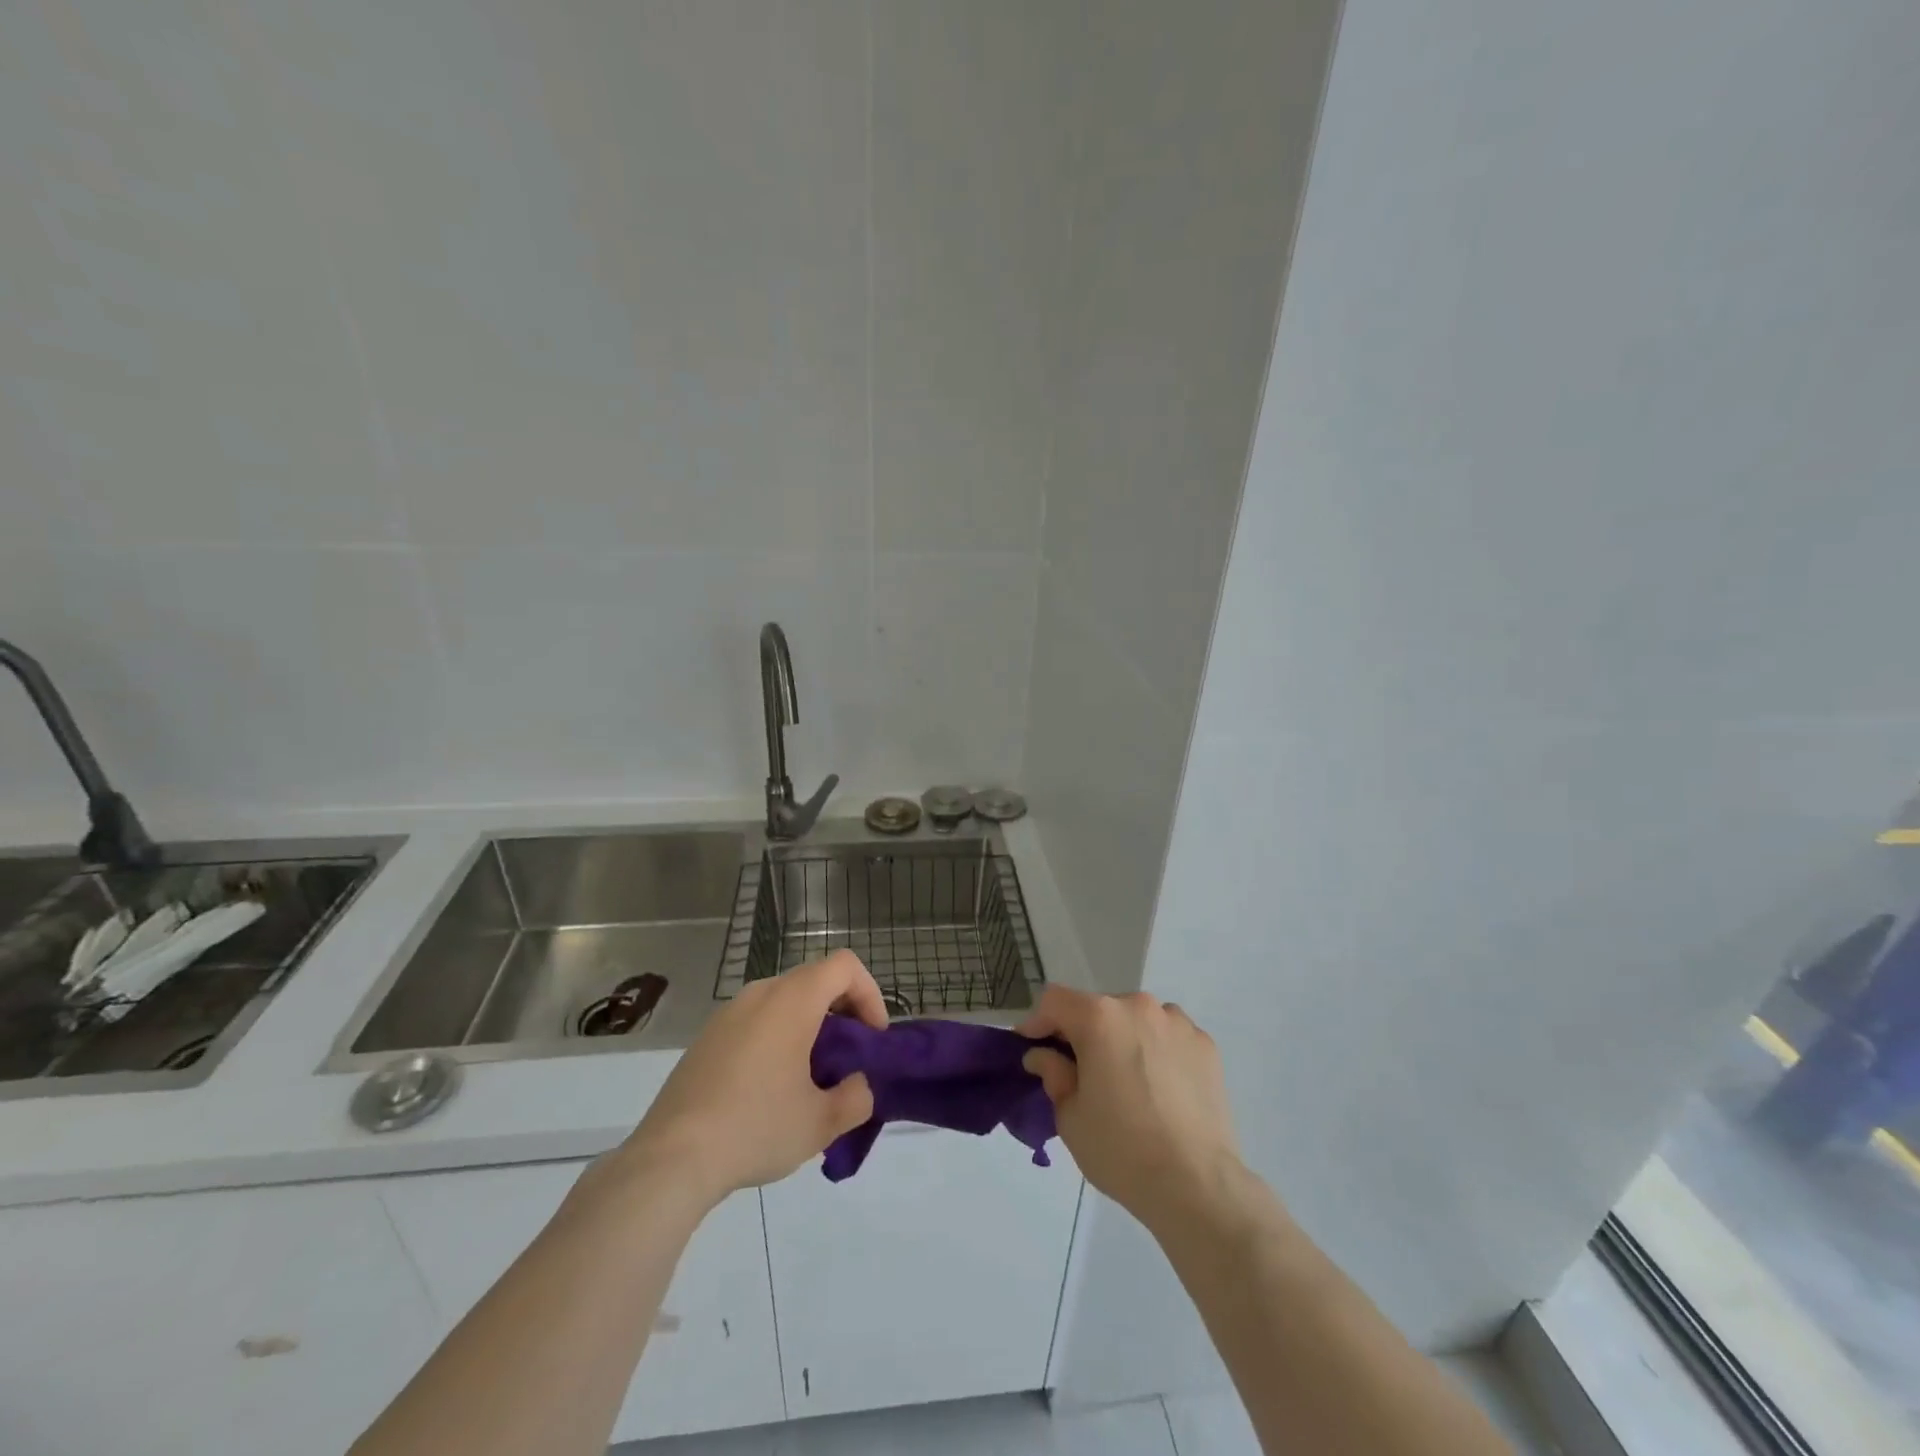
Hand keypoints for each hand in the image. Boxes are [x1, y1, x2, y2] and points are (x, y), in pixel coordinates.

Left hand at [622, 950, 887, 1204]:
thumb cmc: (756, 1128)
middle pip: (814, 980)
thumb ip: (856, 1098)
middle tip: (849, 1059)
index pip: (844, 966)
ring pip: (783, 1001)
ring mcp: (727, 1014)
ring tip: (811, 1078)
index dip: (869, 994)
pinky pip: (755, 1022)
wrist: (671, 1159)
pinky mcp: (705, 1039)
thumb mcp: (821, 1123)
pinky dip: (777, 1038)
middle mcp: (759, 994)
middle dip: (842, 1013)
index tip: (872, 1039)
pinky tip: (769, 1090)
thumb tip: (857, 1087)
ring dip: (808, 1027)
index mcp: (792, 1000)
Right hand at [1020, 987, 1240, 1232]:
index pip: (1055, 1001)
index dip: (1039, 1022)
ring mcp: (1177, 1023)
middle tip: (1081, 1072)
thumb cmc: (1121, 1150)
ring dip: (1123, 1039)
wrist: (1197, 1185)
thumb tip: (1045, 1056)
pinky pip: (1169, 1037)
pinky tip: (1161, 1090)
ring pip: (1136, 1020)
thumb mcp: (1070, 1116)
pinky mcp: (1206, 1045)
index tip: (1033, 1048)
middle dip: (1083, 1033)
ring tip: (1127, 1082)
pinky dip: (1157, 1051)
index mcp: (1100, 1017)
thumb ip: (1053, 1074)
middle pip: (1098, 1009)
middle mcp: (1139, 1007)